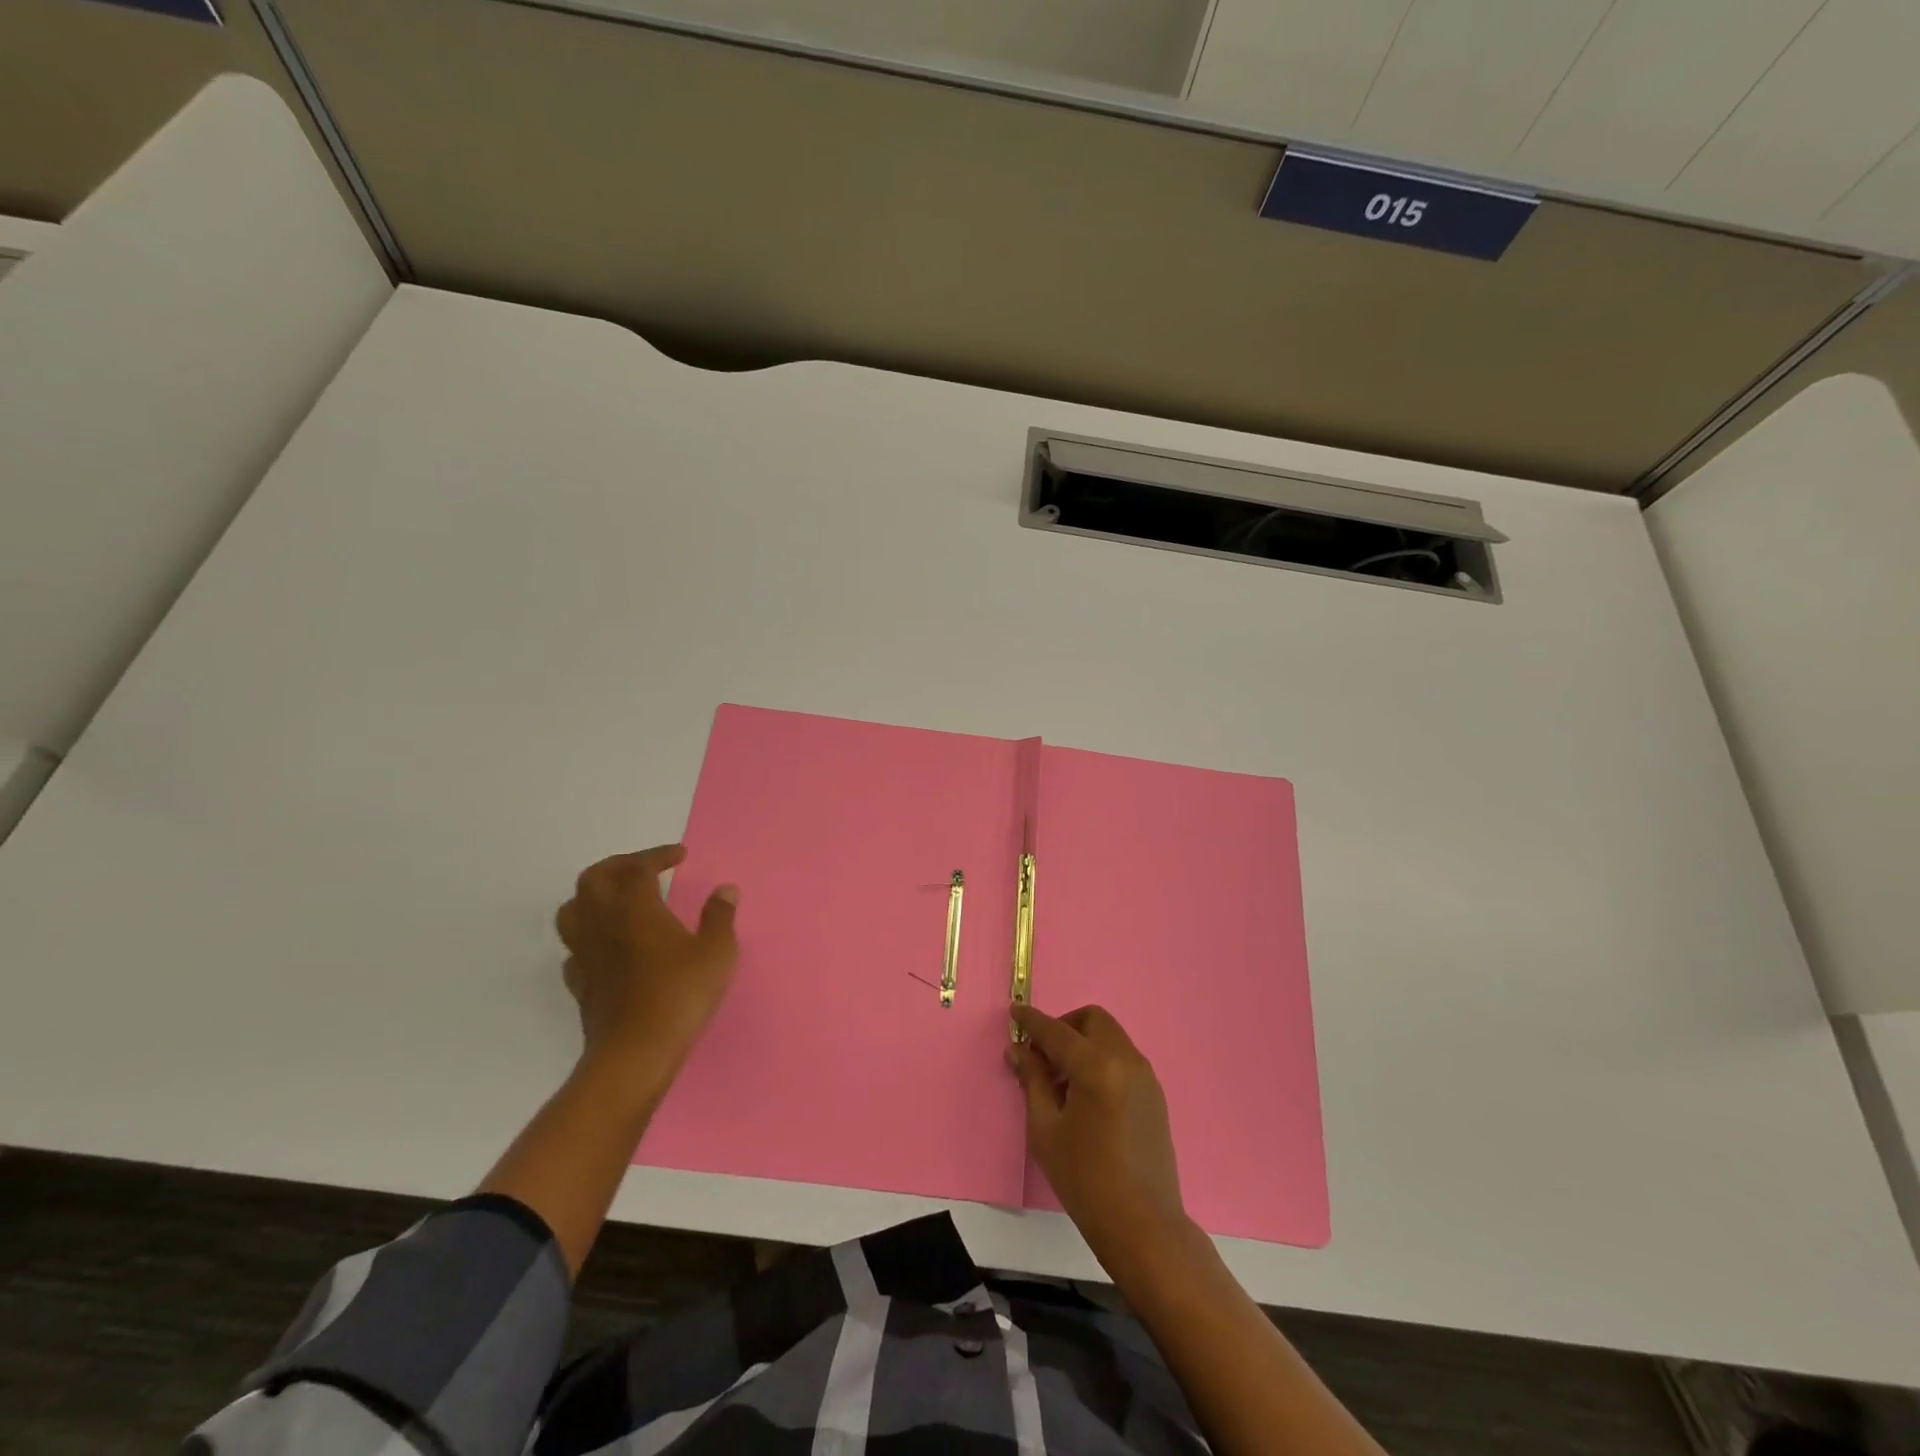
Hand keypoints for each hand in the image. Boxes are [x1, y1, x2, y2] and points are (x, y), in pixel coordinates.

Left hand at [555, 845, 738, 1102]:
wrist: (635, 1054)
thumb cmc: (680, 995)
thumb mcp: (717, 953)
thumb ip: (720, 916)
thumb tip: (725, 890)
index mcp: (636, 908)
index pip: (638, 868)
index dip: (658, 856)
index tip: (679, 856)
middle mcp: (603, 923)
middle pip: (593, 879)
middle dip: (618, 866)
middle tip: (644, 868)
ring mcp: (586, 954)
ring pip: (572, 910)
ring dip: (593, 897)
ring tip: (618, 900)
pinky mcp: (579, 983)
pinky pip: (574, 949)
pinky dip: (589, 937)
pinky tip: (609, 946)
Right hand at [1008, 1003, 1191, 1268]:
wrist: (1144, 1226)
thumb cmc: (1085, 1180)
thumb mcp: (1046, 1130)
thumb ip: (1032, 1080)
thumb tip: (1019, 1049)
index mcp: (1096, 1066)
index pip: (1057, 1031)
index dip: (1032, 1021)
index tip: (1014, 1011)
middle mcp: (1125, 1059)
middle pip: (1092, 1020)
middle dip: (1064, 1027)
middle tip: (1042, 1056)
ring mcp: (1145, 1075)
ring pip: (1109, 1037)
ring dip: (1083, 1043)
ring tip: (1062, 1081)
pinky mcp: (1154, 1094)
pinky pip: (1122, 1057)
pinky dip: (1101, 1059)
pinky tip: (1086, 1096)